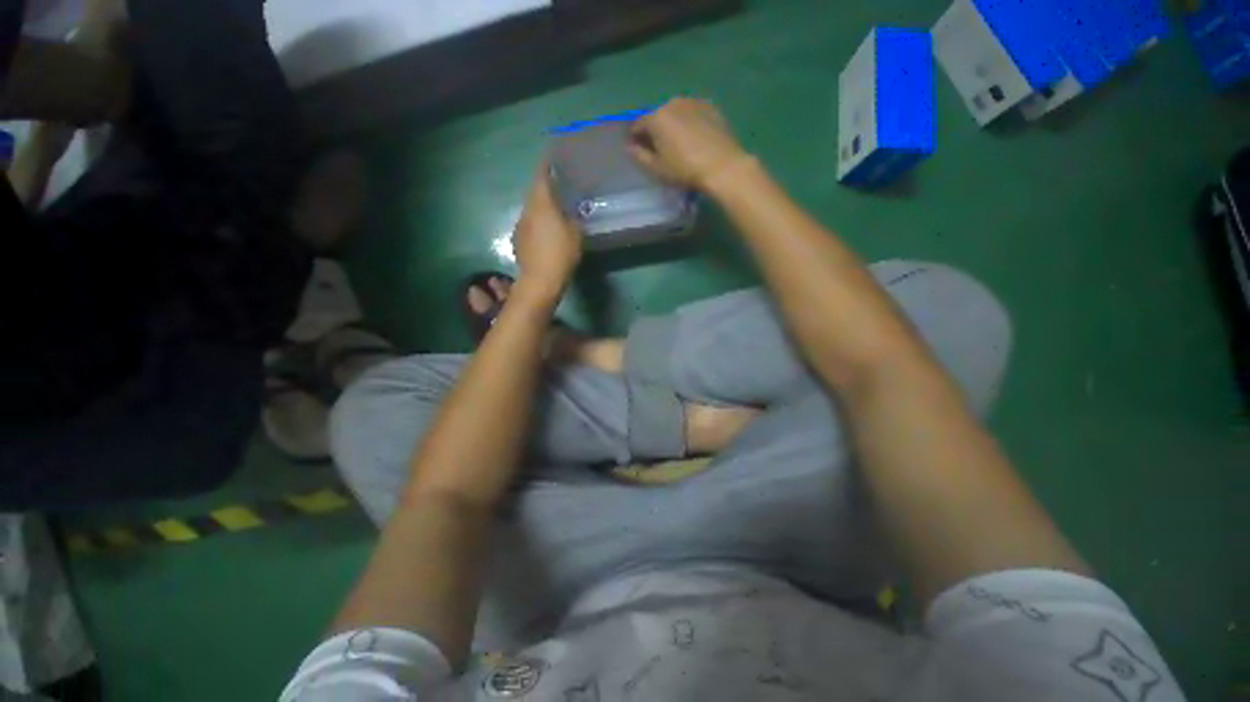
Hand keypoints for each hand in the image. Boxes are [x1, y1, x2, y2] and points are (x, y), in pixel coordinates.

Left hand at [512, 164, 581, 298]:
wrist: (540, 279)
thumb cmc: (561, 253)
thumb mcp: (576, 234)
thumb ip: (574, 218)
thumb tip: (571, 212)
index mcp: (542, 203)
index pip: (542, 177)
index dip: (546, 165)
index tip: (550, 157)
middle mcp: (527, 210)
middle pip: (534, 193)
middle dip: (544, 188)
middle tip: (557, 187)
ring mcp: (520, 225)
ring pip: (530, 209)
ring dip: (540, 207)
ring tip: (552, 211)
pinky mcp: (518, 240)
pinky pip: (528, 224)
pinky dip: (536, 223)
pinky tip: (545, 232)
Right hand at [630, 98, 750, 191]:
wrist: (722, 166)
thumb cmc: (684, 170)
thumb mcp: (657, 168)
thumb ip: (640, 156)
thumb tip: (630, 146)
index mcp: (656, 117)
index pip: (638, 124)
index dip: (636, 138)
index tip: (638, 151)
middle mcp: (673, 103)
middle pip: (658, 116)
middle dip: (656, 130)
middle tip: (660, 149)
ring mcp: (694, 102)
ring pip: (676, 113)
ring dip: (674, 125)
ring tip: (679, 144)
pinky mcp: (711, 107)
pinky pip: (693, 114)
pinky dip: (690, 123)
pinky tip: (695, 139)